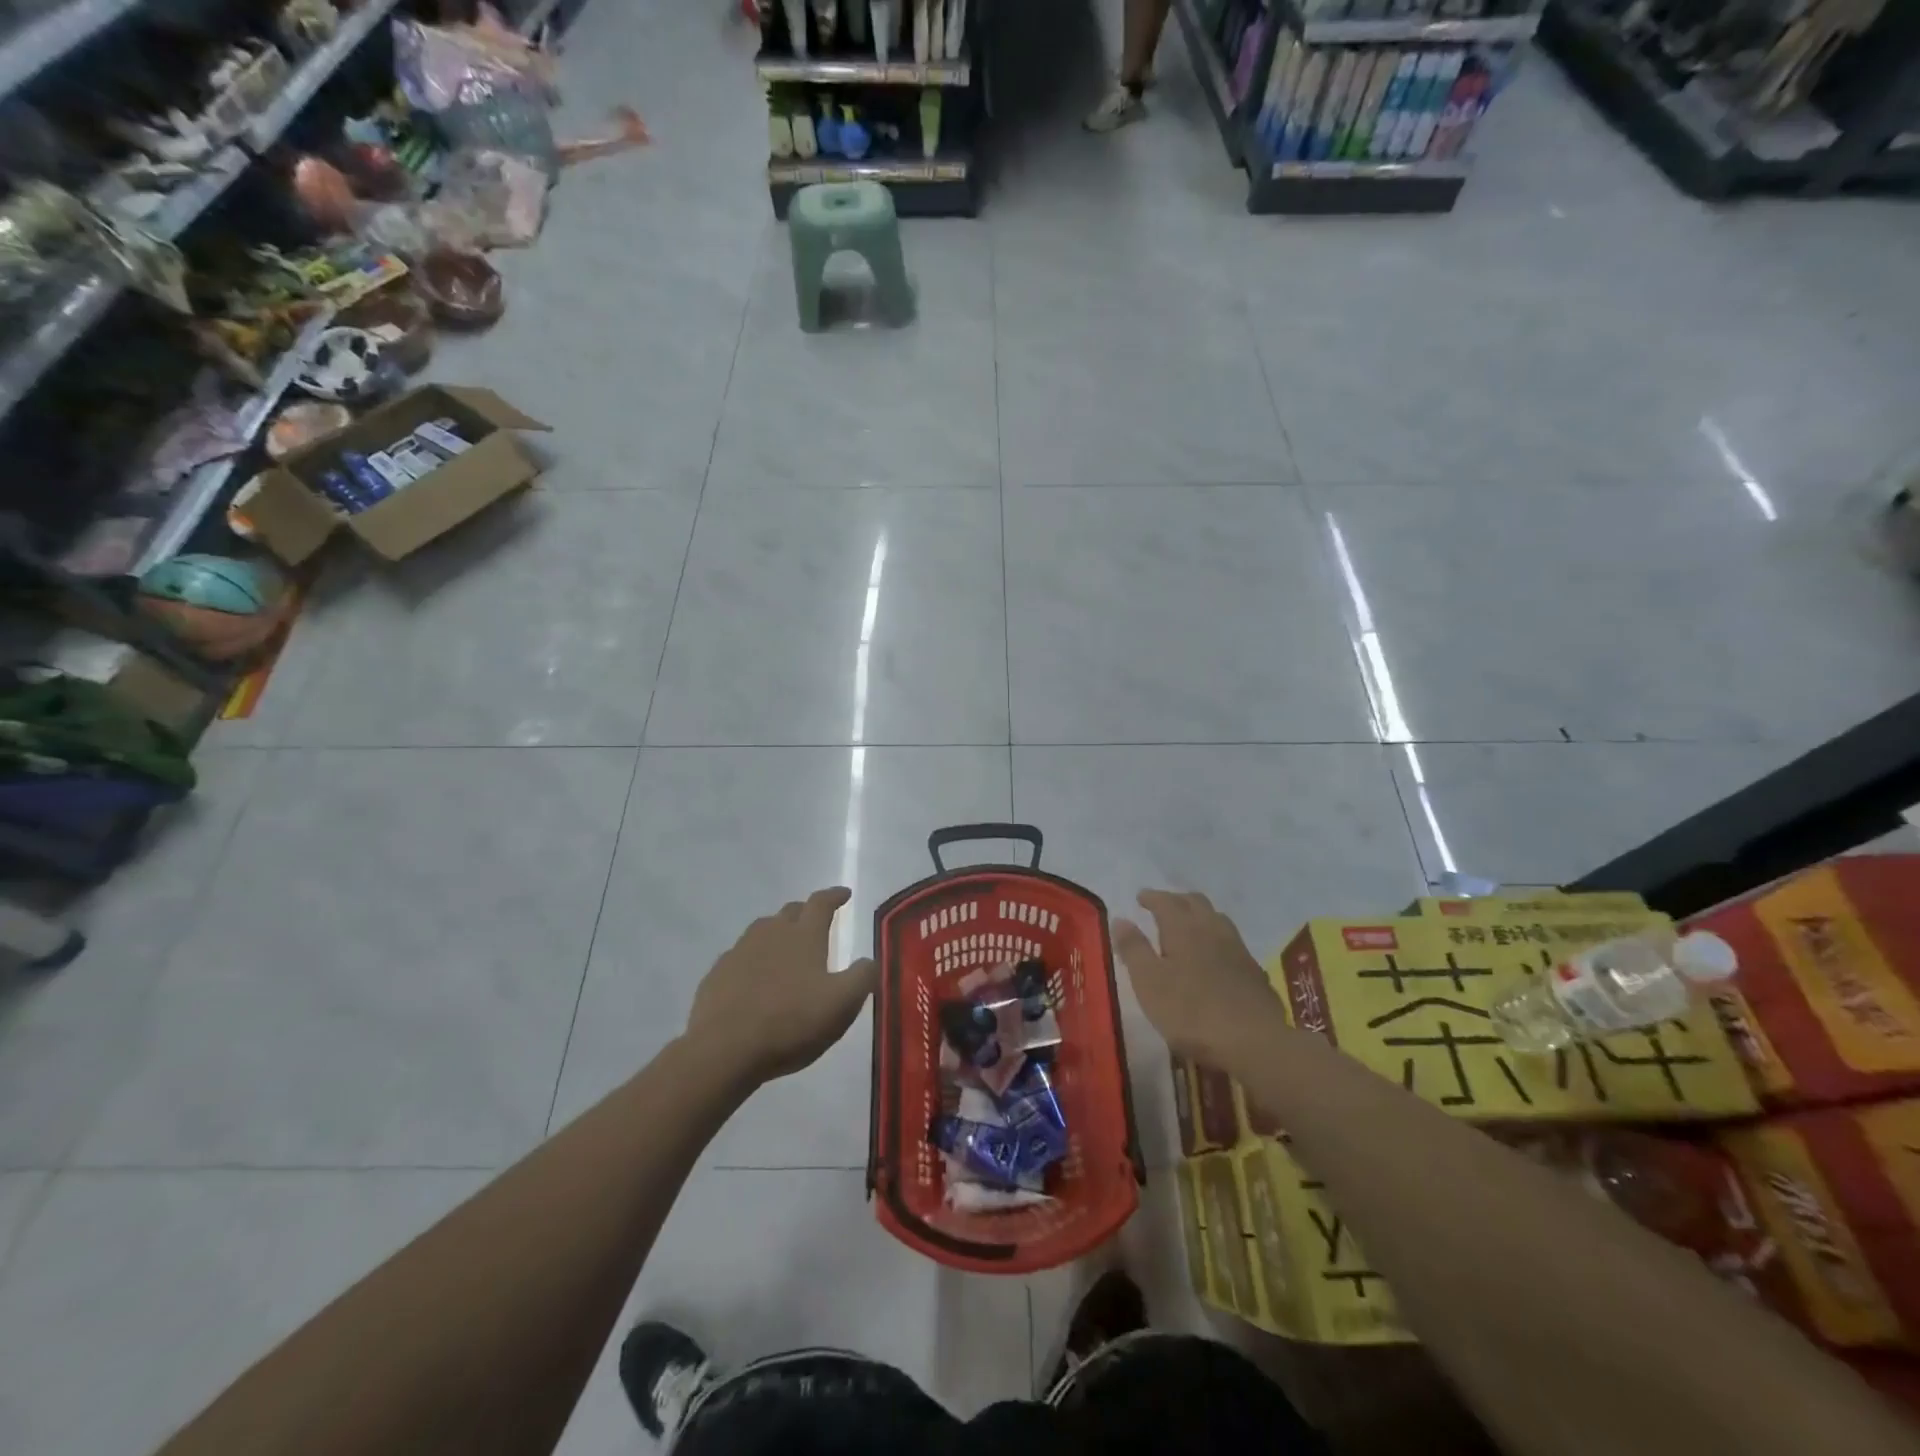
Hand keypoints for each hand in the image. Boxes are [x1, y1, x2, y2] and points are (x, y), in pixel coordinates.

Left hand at [686, 887, 878, 1082]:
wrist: (724, 1050)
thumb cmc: (791, 1022)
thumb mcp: (842, 1004)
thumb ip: (862, 978)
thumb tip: (870, 961)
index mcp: (803, 935)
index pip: (821, 903)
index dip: (835, 896)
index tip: (844, 894)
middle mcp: (771, 934)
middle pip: (790, 912)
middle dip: (806, 912)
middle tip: (817, 922)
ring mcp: (739, 952)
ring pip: (762, 931)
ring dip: (778, 933)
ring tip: (787, 949)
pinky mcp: (717, 975)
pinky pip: (740, 957)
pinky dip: (753, 960)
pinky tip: (755, 979)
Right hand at [1113, 890, 1285, 1062]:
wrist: (1254, 1042)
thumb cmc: (1191, 1012)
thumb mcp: (1149, 982)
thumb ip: (1134, 949)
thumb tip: (1120, 919)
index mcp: (1183, 928)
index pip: (1165, 901)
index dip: (1151, 897)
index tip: (1140, 897)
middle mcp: (1211, 929)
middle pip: (1195, 902)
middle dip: (1176, 900)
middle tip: (1162, 907)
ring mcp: (1237, 949)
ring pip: (1216, 919)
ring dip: (1199, 915)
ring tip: (1188, 926)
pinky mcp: (1253, 971)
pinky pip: (1231, 941)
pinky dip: (1216, 937)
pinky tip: (1214, 955)